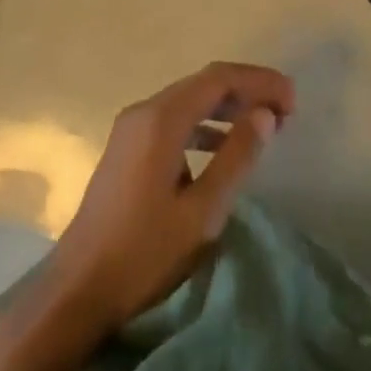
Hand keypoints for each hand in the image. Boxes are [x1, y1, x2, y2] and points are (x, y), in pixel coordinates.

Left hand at [43, 62, 294, 334]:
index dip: (260, 82)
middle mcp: (143, 112)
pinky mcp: (126, 150)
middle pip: (204, 84)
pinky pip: (174, 121)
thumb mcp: (203, 210)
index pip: (219, 78)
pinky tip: (223, 148)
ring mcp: (130, 130)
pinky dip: (205, 125)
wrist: (78, 291)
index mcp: (161, 119)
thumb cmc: (145, 252)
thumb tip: (265, 114)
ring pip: (189, 101)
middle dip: (247, 91)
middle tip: (286, 111)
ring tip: (264, 127)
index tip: (293, 101)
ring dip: (227, 107)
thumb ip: (237, 156)